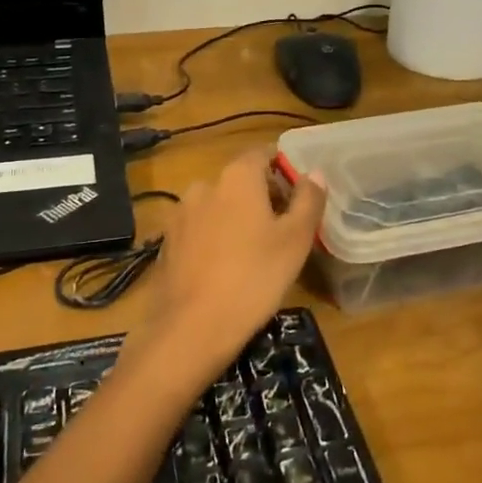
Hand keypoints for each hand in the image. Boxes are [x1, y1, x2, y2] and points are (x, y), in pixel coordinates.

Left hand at [133, 151, 327, 390]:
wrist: (191, 328)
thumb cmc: (254, 278)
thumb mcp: (295, 240)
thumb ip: (308, 200)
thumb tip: (315, 173)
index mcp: (236, 176)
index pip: (263, 154)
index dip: (283, 170)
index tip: (298, 196)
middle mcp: (203, 185)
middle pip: (239, 180)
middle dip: (261, 197)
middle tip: (283, 230)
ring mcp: (180, 214)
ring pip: (217, 206)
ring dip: (235, 219)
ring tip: (254, 252)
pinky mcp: (166, 242)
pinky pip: (198, 230)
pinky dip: (214, 239)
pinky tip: (224, 269)